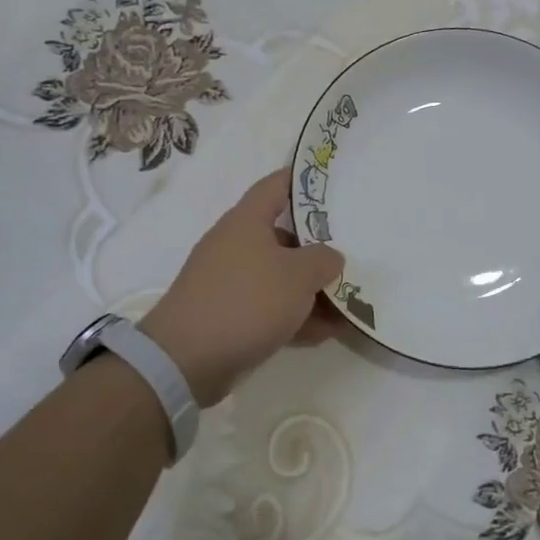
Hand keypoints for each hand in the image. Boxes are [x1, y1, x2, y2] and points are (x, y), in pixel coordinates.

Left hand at [140, 168, 344, 405]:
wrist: (186, 359)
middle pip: (284, 236)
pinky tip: (324, 332)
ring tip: (349, 303)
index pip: (276, 185)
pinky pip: (269, 307)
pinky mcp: (228, 315)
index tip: (333, 181)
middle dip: (318, 247)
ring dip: (311, 289)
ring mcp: (229, 281)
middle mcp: (236, 245)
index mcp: (247, 221)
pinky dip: (294, 315)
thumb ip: (323, 260)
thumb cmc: (247, 301)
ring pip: (279, 276)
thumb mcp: (298, 275)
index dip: (303, 179)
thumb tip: (330, 257)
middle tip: (353, 252)